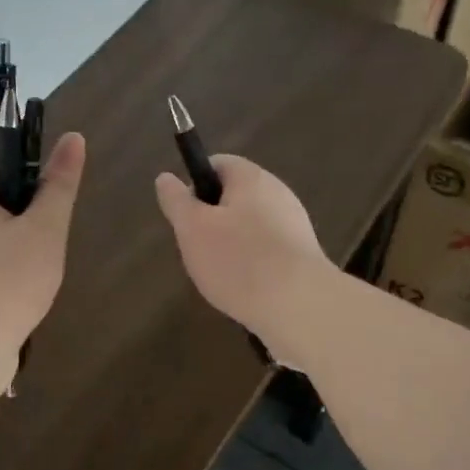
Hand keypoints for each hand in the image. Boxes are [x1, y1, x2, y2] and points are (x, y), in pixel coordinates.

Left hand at [0, 132, 86, 386]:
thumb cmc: (6, 281)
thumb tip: (73, 139)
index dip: (17, 152)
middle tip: (50, 220)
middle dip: (20, 197)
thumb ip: (59, 185)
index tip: (47, 177)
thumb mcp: (44, 229)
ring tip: (41, 254)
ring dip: (13, 231)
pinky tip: (23, 282)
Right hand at [154, 155, 333, 359]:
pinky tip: (245, 289)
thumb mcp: (192, 229)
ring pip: (251, 226)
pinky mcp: (303, 255)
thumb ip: (177, 201)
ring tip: (221, 275)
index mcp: (251, 178)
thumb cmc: (238, 260)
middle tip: (198, 250)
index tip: (185, 217)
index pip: (218, 164)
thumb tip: (165, 178)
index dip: (195, 184)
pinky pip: (268, 251)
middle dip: (212, 221)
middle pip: (235, 197)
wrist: (299, 306)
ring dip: (232, 246)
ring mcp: (295, 225)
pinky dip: (253, 264)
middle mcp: (278, 193)